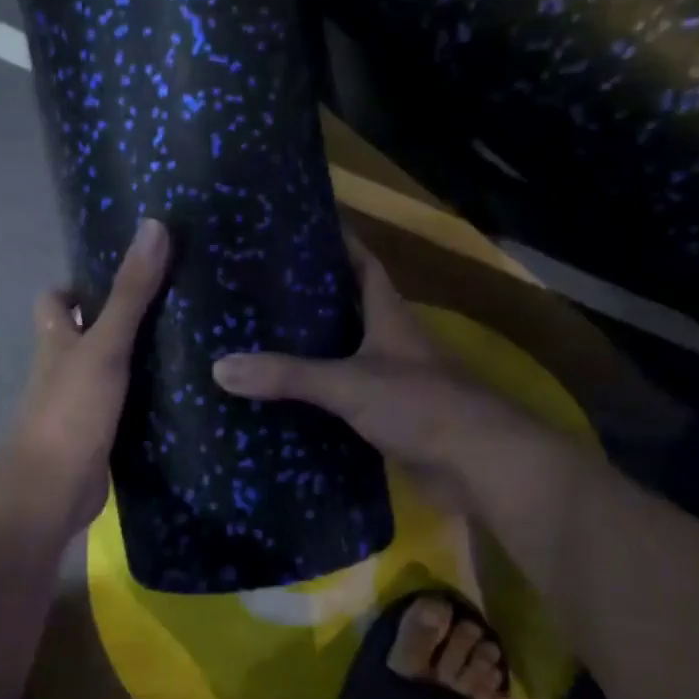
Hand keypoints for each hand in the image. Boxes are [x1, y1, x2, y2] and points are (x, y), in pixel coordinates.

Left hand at [3, 218, 170, 535]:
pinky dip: (143, 399)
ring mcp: (80, 405)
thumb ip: (131, 293)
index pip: (56, 301)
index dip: (78, 286)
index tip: (120, 276)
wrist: (54, 490)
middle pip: (84, 335)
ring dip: (134, 361)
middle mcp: (62, 370)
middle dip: (116, 321)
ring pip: (106, 372)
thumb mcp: (104, 347)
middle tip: (169, 306)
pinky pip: (122, 407)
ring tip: (184, 343)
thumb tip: (154, 227)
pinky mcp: (99, 436)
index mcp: (56, 342)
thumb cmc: (71, 411)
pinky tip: (178, 394)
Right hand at [211, 233, 487, 511]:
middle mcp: (392, 343)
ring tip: (259, 344)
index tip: (299, 232)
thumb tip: (219, 368)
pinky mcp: (390, 419)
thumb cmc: (421, 405)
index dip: (338, 244)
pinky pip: (345, 401)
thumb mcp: (348, 383)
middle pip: (349, 310)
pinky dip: (318, 399)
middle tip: (259, 295)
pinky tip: (284, 402)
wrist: (479, 465)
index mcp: (389, 317)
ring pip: (345, 357)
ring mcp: (393, 382)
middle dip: (311, 301)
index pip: (364, 265)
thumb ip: (287, 376)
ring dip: (312, 352)